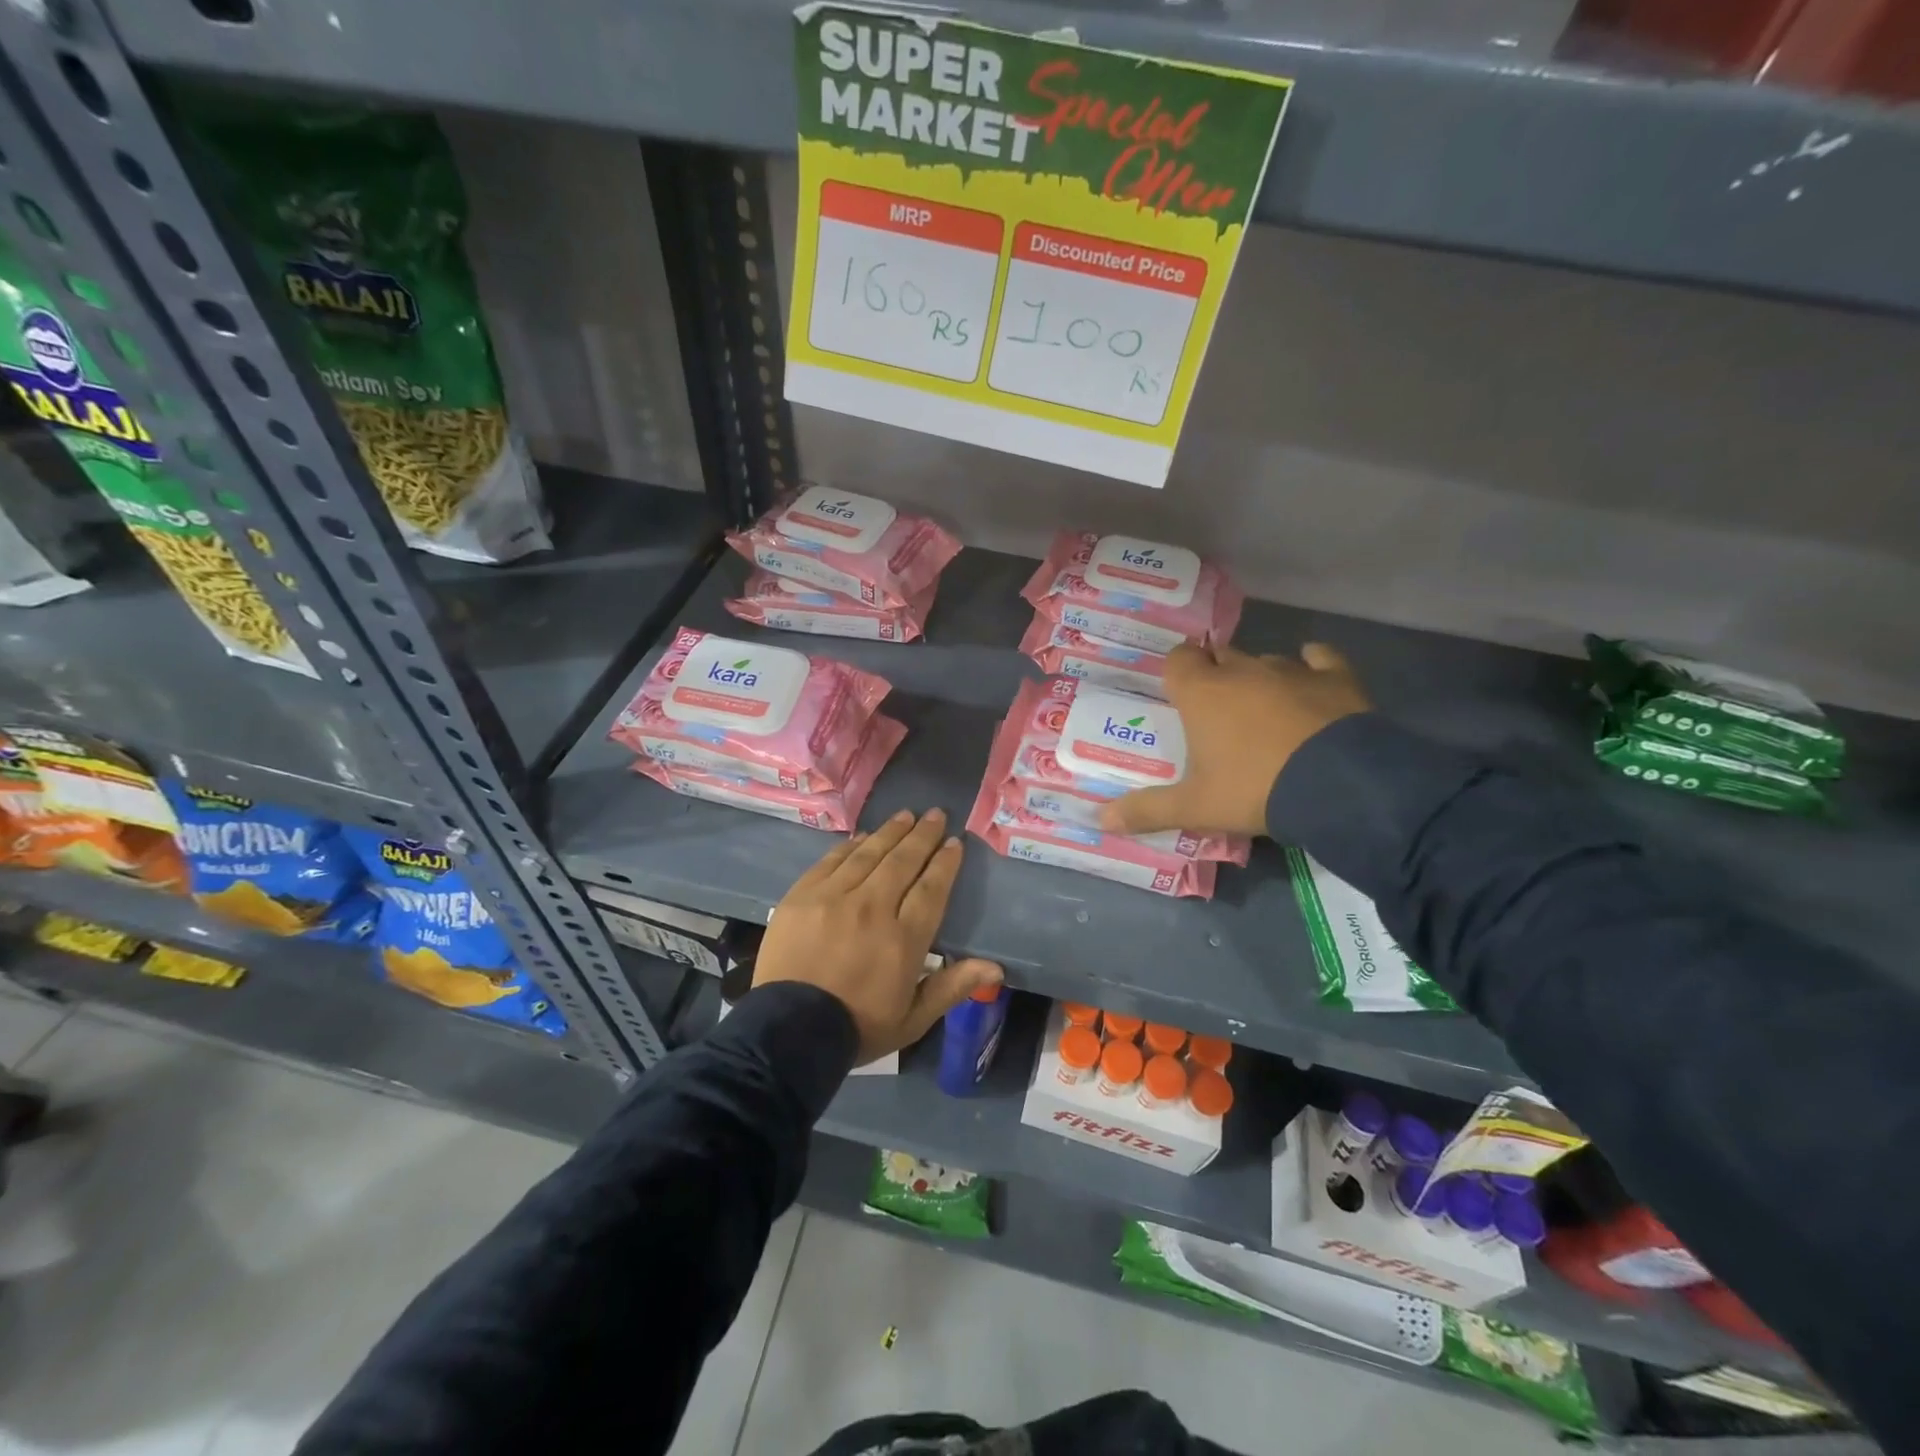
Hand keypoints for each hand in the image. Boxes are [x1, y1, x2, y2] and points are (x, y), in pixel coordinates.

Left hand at [754, 808, 1003, 1065]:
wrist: (787, 1033)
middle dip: (923, 835)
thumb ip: (952, 987)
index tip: (954, 842)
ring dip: (890, 832)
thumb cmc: (857, 1028)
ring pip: (869, 854)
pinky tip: (863, 836)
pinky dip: (851, 845)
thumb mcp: (913, 1019)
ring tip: (906, 815)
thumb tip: (996, 966)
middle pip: (903, 861)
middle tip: (935, 815)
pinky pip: (832, 860)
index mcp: (903, 939)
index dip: (945, 863)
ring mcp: (834, 898)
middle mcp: (872, 908)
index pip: (931, 888)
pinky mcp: (803, 895)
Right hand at [1101, 642, 1370, 838]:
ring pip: (1265, 660)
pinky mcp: (1334, 678)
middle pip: (1219, 657)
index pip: (1178, 660)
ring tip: (1263, 710)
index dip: (1176, 673)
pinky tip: (1312, 676)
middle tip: (1216, 711)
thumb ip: (1147, 810)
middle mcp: (1242, 671)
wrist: (1339, 786)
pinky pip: (1320, 658)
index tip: (1179, 695)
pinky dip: (1314, 664)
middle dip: (1215, 675)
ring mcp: (1291, 670)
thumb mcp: (1195, 808)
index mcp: (1202, 693)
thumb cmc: (1253, 789)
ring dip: (1259, 678)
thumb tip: (1099, 820)